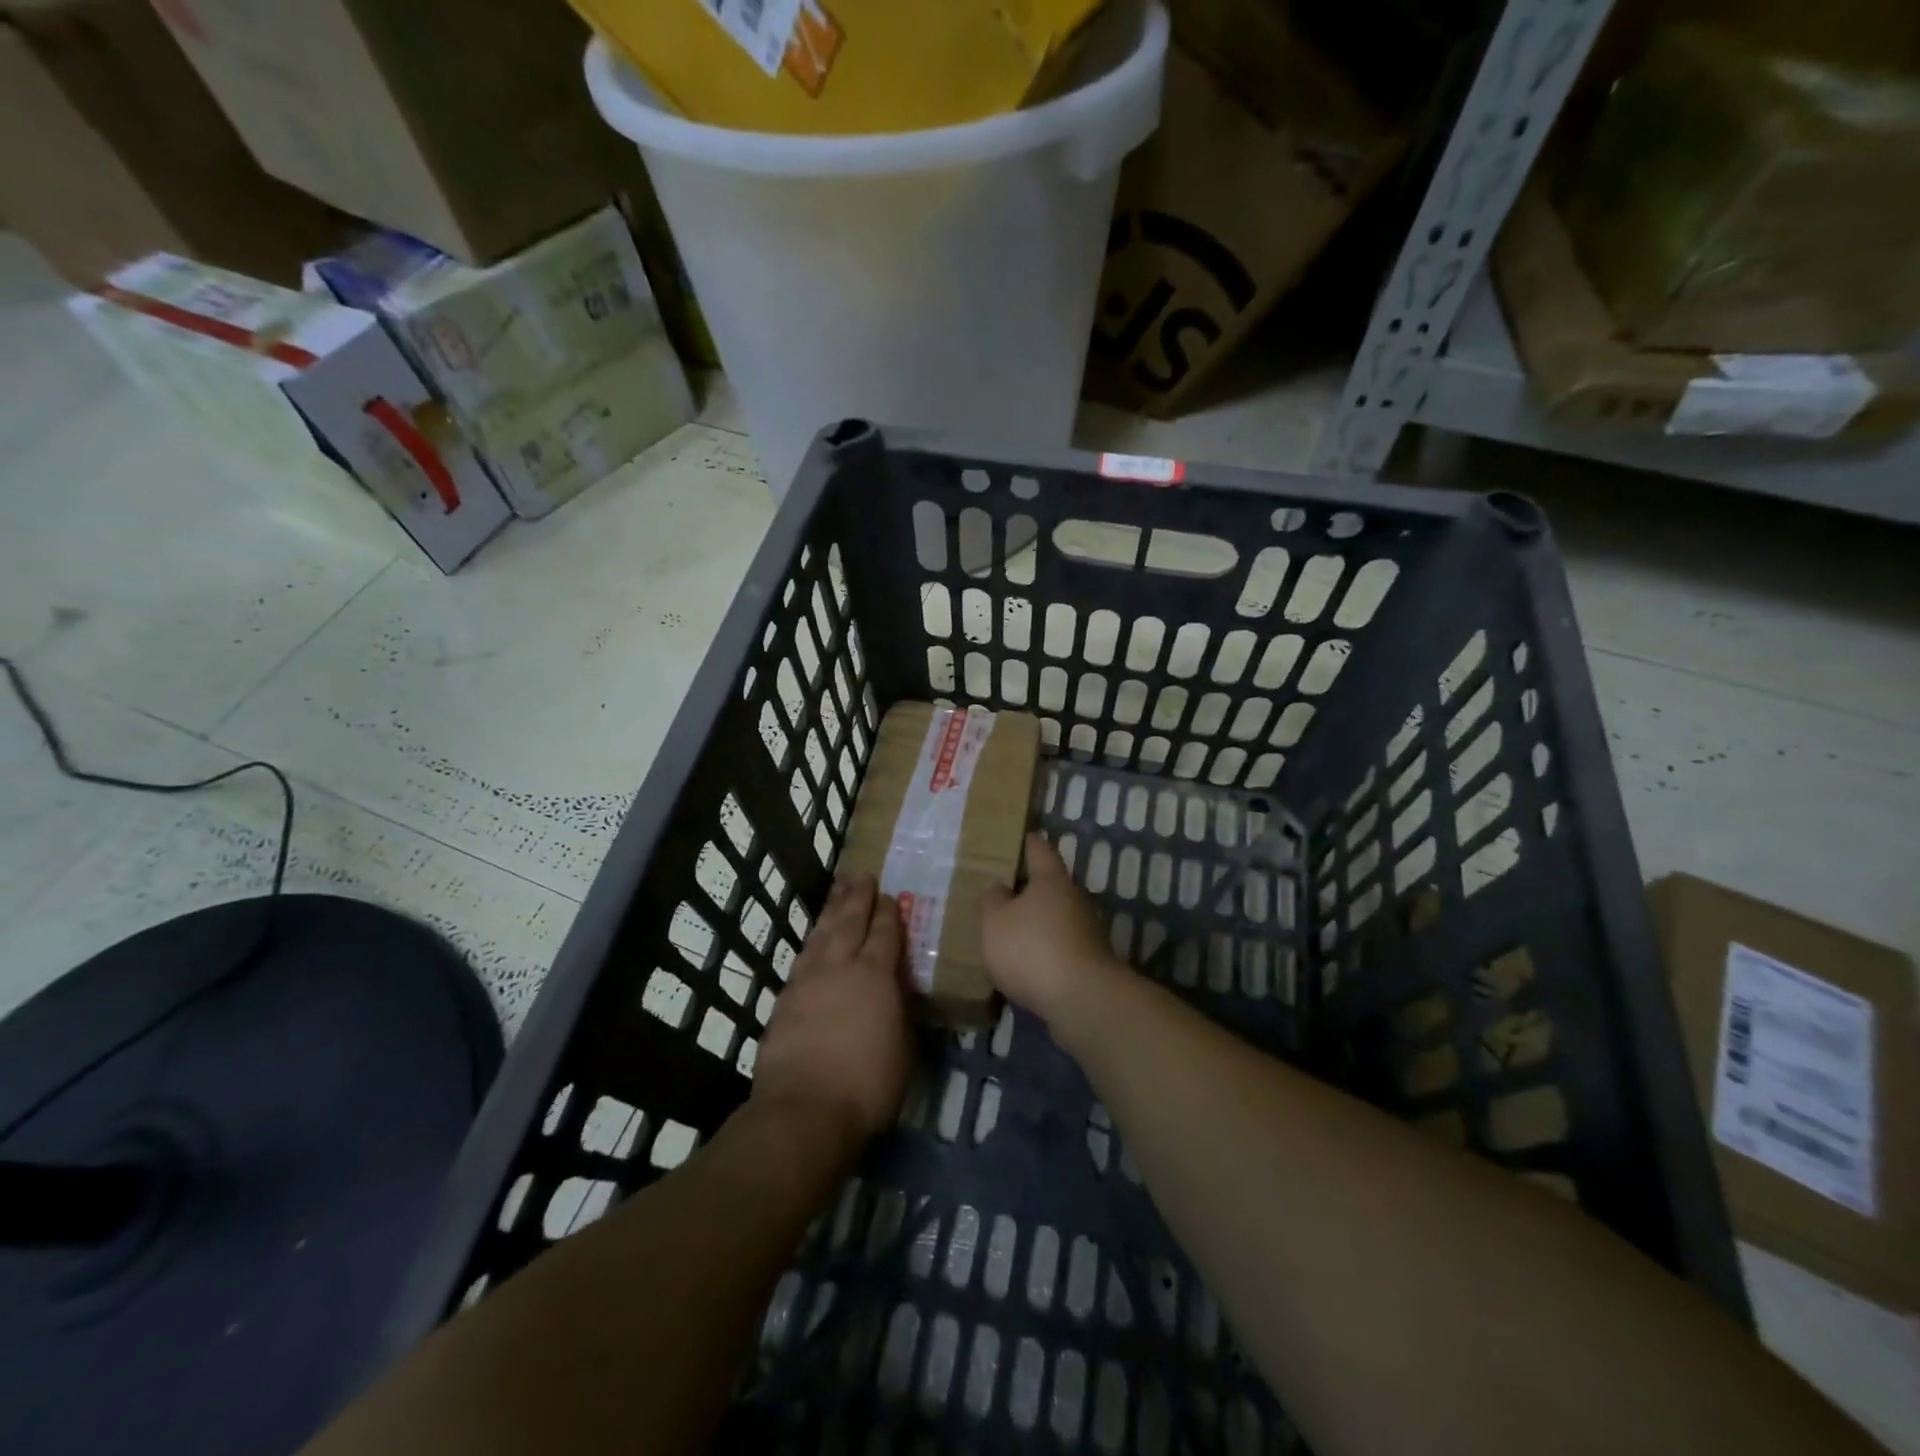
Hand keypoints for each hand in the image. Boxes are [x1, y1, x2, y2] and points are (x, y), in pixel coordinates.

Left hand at [751, 873, 912, 1151]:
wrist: (803, 1110)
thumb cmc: (866, 1085)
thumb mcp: (903, 1049)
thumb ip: (899, 1012)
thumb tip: (896, 995)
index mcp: (875, 976)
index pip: (884, 933)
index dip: (888, 912)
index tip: (890, 895)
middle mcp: (840, 967)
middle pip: (849, 921)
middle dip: (857, 897)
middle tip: (860, 875)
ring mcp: (808, 980)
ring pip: (822, 933)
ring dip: (831, 910)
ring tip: (838, 891)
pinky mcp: (785, 998)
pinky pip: (802, 956)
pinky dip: (811, 940)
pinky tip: (813, 938)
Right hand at [979, 834, 1124, 1028]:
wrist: (1083, 1000)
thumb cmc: (1032, 949)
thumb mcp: (995, 922)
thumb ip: (992, 900)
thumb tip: (1000, 888)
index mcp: (1051, 880)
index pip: (1039, 850)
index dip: (1028, 842)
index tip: (1019, 836)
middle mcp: (1074, 899)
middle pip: (1049, 885)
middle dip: (1028, 889)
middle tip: (1002, 893)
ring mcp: (1086, 931)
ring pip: (1056, 918)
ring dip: (1037, 923)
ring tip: (1010, 933)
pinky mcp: (1089, 962)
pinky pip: (1061, 947)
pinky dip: (1045, 951)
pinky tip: (1027, 965)